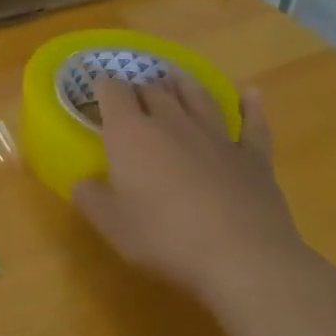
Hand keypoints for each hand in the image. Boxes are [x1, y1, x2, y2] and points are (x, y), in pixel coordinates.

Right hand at [71, 75, 316, 312]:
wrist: (242, 258)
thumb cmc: (165, 237)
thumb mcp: (110, 223)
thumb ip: (90, 196)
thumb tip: (83, 182)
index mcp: (130, 133)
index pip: (113, 92)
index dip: (104, 86)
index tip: (98, 90)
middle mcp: (171, 122)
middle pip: (153, 90)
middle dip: (140, 87)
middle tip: (133, 95)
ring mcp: (216, 136)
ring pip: (197, 96)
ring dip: (183, 84)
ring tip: (175, 76)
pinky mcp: (253, 157)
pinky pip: (253, 123)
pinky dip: (252, 107)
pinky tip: (251, 93)